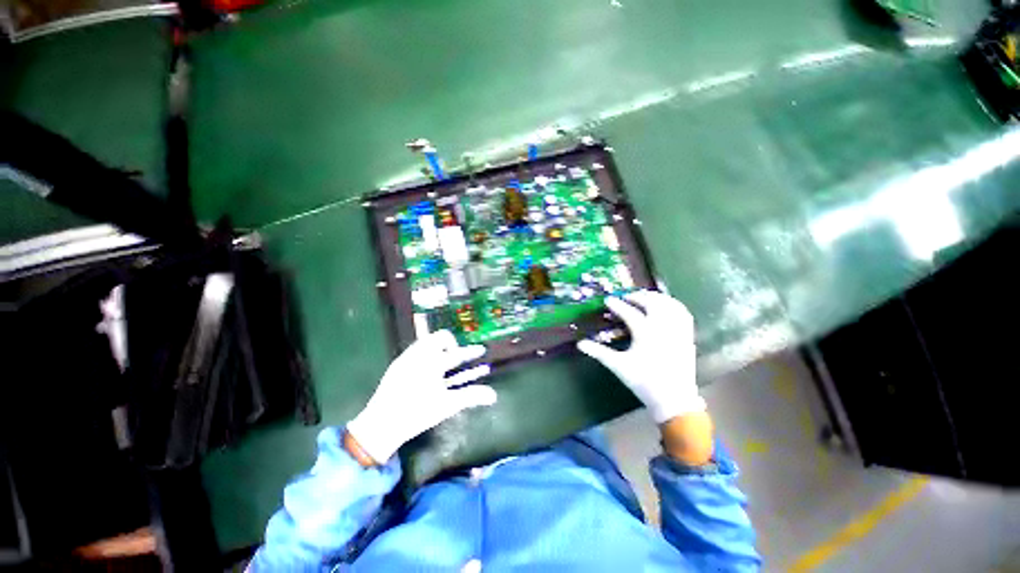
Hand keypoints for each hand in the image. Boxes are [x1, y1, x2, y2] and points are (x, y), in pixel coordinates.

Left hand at [346, 330, 495, 464]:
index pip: (458, 353)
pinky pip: (416, 348)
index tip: (480, 349)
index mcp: (433, 363)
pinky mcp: (397, 363)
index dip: (471, 351)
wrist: (381, 424)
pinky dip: (427, 351)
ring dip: (439, 346)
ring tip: (445, 359)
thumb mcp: (447, 405)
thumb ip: (471, 396)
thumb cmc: (417, 414)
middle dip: (452, 344)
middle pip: (441, 337)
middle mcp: (420, 354)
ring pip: (427, 340)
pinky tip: (428, 367)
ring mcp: (407, 357)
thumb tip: (494, 395)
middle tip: (457, 357)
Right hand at [577, 290, 704, 423]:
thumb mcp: (618, 366)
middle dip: (638, 296)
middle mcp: (663, 328)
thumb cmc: (643, 382)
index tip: (608, 300)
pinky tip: (666, 305)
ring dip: (656, 297)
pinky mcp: (687, 336)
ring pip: (669, 305)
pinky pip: (683, 313)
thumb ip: (598, 352)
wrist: (674, 399)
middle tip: (627, 296)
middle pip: (652, 303)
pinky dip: (673, 305)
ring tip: (645, 297)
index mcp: (645, 334)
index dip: (617, 305)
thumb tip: (580, 343)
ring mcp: (677, 331)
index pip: (629, 312)